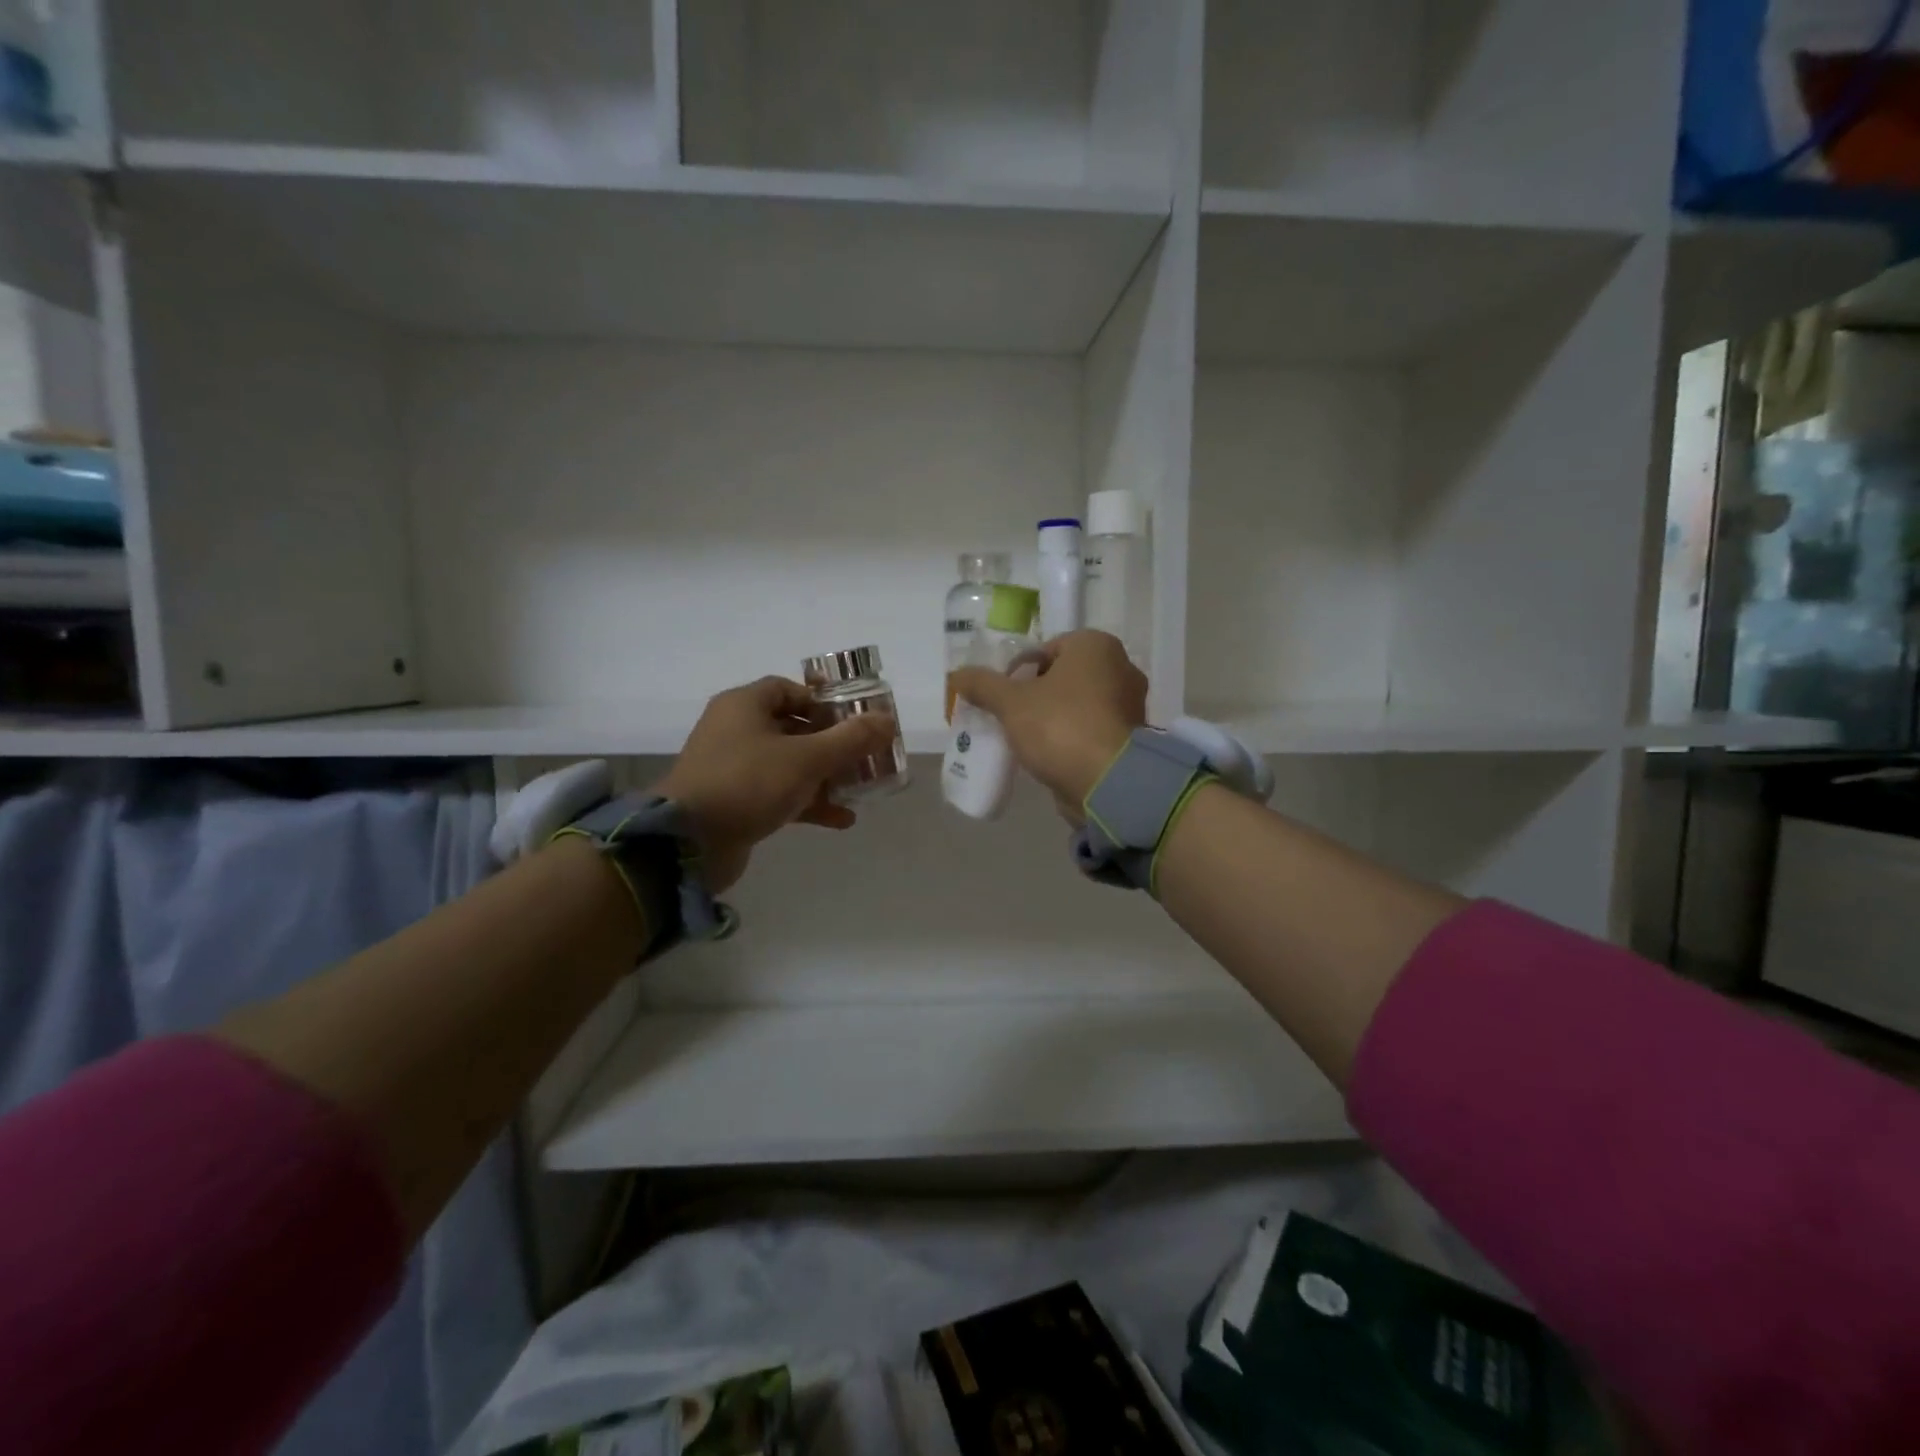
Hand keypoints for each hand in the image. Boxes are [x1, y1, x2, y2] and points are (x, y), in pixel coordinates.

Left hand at [656, 676, 895, 892]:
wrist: (688, 843)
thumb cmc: (748, 783)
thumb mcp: (808, 758)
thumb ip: (850, 739)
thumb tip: (887, 720)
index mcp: (744, 705)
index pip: (789, 690)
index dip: (823, 702)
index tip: (853, 720)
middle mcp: (734, 730)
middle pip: (793, 728)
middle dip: (831, 744)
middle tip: (864, 756)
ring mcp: (732, 768)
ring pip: (788, 764)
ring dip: (824, 777)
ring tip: (859, 790)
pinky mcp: (733, 802)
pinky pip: (777, 793)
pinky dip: (807, 802)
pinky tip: (840, 819)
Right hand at [948, 630, 1145, 816]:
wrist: (1108, 782)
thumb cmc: (1060, 727)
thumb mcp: (1010, 703)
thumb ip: (983, 685)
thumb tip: (957, 675)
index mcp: (1095, 645)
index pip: (1045, 649)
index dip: (1017, 672)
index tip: (1001, 698)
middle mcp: (1120, 666)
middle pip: (1063, 677)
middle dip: (1035, 695)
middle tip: (1010, 718)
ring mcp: (1130, 703)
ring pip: (1078, 704)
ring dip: (1053, 718)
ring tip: (1026, 740)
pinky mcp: (1131, 737)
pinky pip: (1091, 729)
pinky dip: (1072, 738)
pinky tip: (1051, 756)